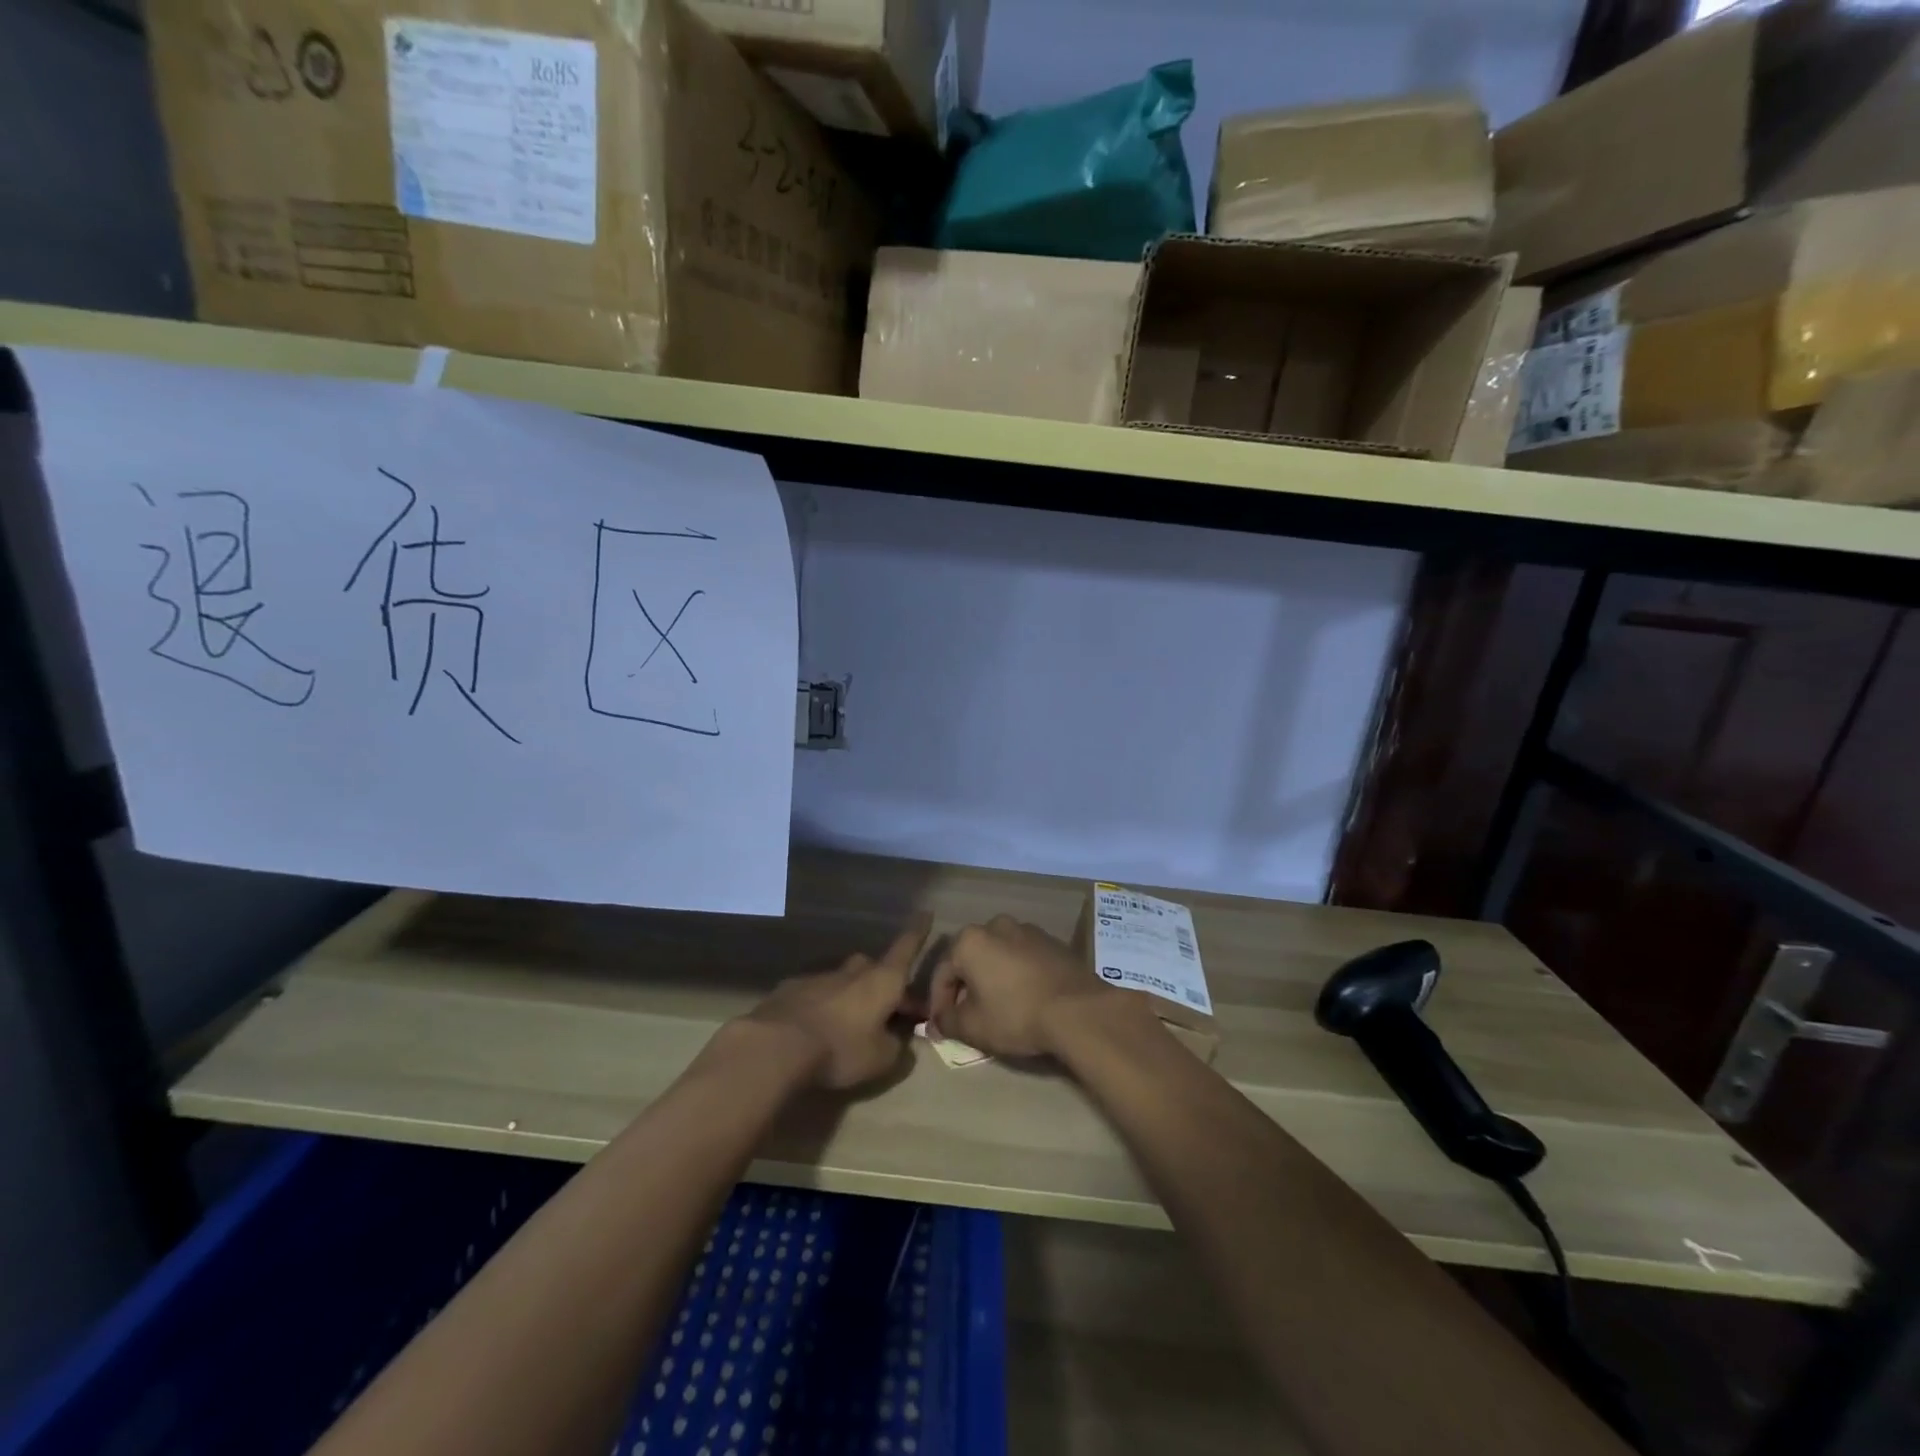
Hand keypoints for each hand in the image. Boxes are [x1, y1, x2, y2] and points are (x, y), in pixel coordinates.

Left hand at [740, 913, 931, 1089]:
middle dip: (883, 982)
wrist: (776, 1045)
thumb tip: (900, 1041)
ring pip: (844, 980)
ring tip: (849, 1024)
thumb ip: (897, 1048)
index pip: (906, 948)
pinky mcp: (791, 988)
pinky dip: (822, 1005)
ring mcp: (820, 976)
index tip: (926, 912)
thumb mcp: (881, 1059)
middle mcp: (853, 971)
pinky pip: (816, 992)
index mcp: (882, 980)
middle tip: (888, 1008)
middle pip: (874, 967)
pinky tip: (816, 1028)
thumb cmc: (840, 1048)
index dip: (918, 932)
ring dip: (851, 996)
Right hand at [928, 915, 1114, 1058]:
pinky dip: (1017, 974)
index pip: (942, 973)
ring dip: (993, 978)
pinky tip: (1025, 998)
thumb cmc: (1016, 1015)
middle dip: (966, 986)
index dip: (938, 1002)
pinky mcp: (1052, 941)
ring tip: (998, 1007)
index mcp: (970, 940)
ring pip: (998, 955)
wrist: (1078, 1009)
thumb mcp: (973, 1027)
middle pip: (971, 959)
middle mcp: (996, 925)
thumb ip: (948, 1021)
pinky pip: (1024, 958)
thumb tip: (939, 1021)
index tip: (942, 1025)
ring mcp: (1028, 930)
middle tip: (968, 1015)